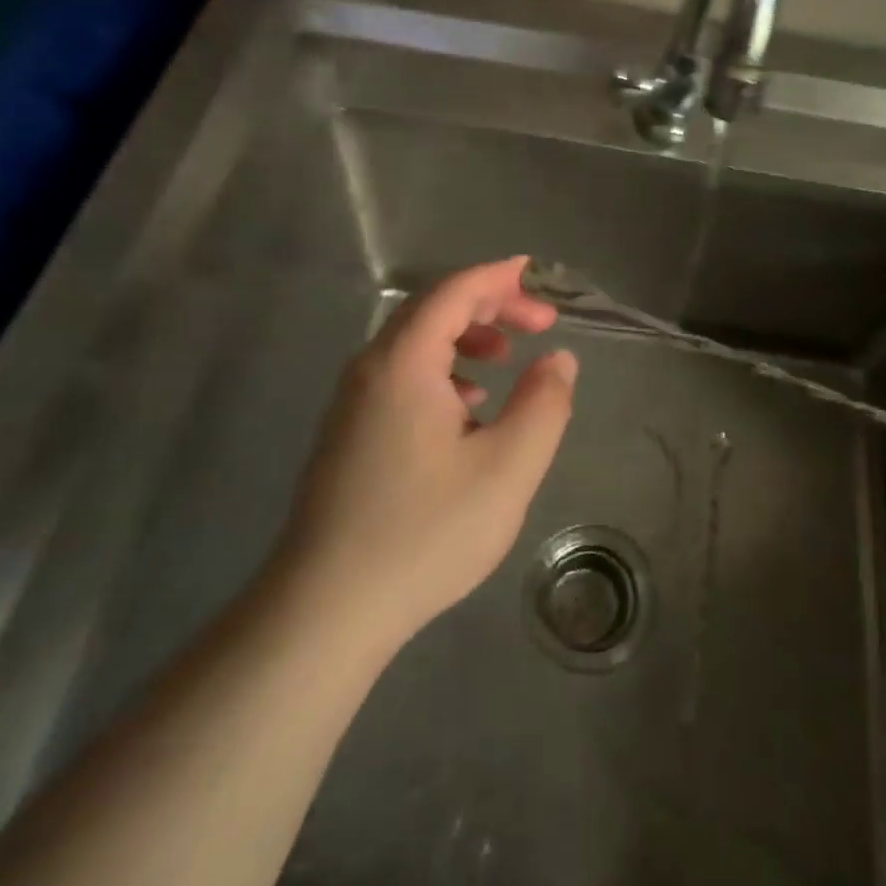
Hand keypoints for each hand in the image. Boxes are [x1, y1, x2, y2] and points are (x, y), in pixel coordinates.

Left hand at [274, 256, 577, 648]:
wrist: (326, 609)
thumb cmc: (424, 533)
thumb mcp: (507, 469)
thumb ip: (543, 405)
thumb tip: (558, 359)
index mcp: (403, 363)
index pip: (453, 291)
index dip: (499, 277)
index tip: (538, 276)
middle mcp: (370, 369)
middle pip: (431, 310)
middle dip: (488, 305)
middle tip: (537, 323)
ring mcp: (351, 403)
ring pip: (413, 344)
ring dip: (464, 337)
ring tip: (504, 359)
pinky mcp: (347, 434)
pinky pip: (399, 376)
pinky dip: (441, 370)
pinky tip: (466, 410)